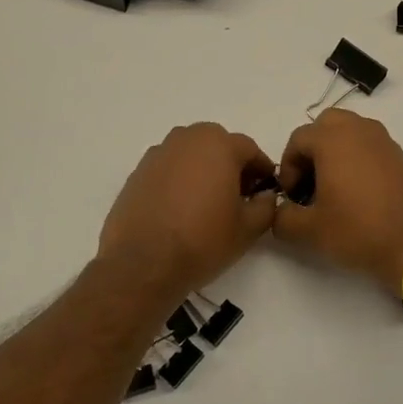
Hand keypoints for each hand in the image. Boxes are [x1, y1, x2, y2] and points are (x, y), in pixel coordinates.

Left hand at [98, 123, 278, 295]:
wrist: (143, 263)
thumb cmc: (203, 240)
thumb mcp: (249, 228)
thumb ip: (266, 205)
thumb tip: (265, 196)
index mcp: (218, 145)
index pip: (249, 148)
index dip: (261, 169)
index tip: (265, 190)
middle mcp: (186, 140)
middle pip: (217, 144)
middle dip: (231, 164)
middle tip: (237, 194)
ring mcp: (157, 154)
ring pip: (190, 154)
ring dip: (203, 169)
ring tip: (207, 201)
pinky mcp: (137, 173)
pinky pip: (168, 168)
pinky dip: (179, 179)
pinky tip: (180, 208)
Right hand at [273, 109, 402, 297]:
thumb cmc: (358, 231)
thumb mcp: (310, 230)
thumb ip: (283, 217)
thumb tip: (279, 211)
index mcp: (333, 138)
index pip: (298, 139)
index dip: (288, 168)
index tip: (293, 197)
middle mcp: (359, 130)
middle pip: (325, 126)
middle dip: (312, 150)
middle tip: (310, 184)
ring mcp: (384, 141)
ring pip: (350, 132)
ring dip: (335, 152)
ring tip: (333, 189)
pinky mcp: (401, 157)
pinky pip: (370, 146)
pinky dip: (357, 159)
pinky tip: (358, 194)